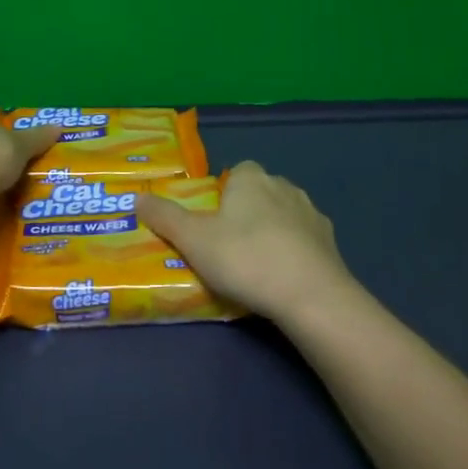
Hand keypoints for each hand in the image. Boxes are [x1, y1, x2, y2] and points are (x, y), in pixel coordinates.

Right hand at [136, 161, 355, 322]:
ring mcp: (311, 214)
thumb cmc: (245, 258)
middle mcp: (284, 186)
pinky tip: (282, 278)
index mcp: (251, 178)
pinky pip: (304, 240)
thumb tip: (137, 197)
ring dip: (272, 232)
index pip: (235, 172)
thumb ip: (164, 217)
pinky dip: (294, 252)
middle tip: (227, 246)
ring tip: (255, 266)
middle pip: (259, 192)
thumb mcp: (193, 239)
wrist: (311, 296)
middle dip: (246, 212)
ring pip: (284, 215)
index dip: (223, 194)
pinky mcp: (330, 242)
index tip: (211, 221)